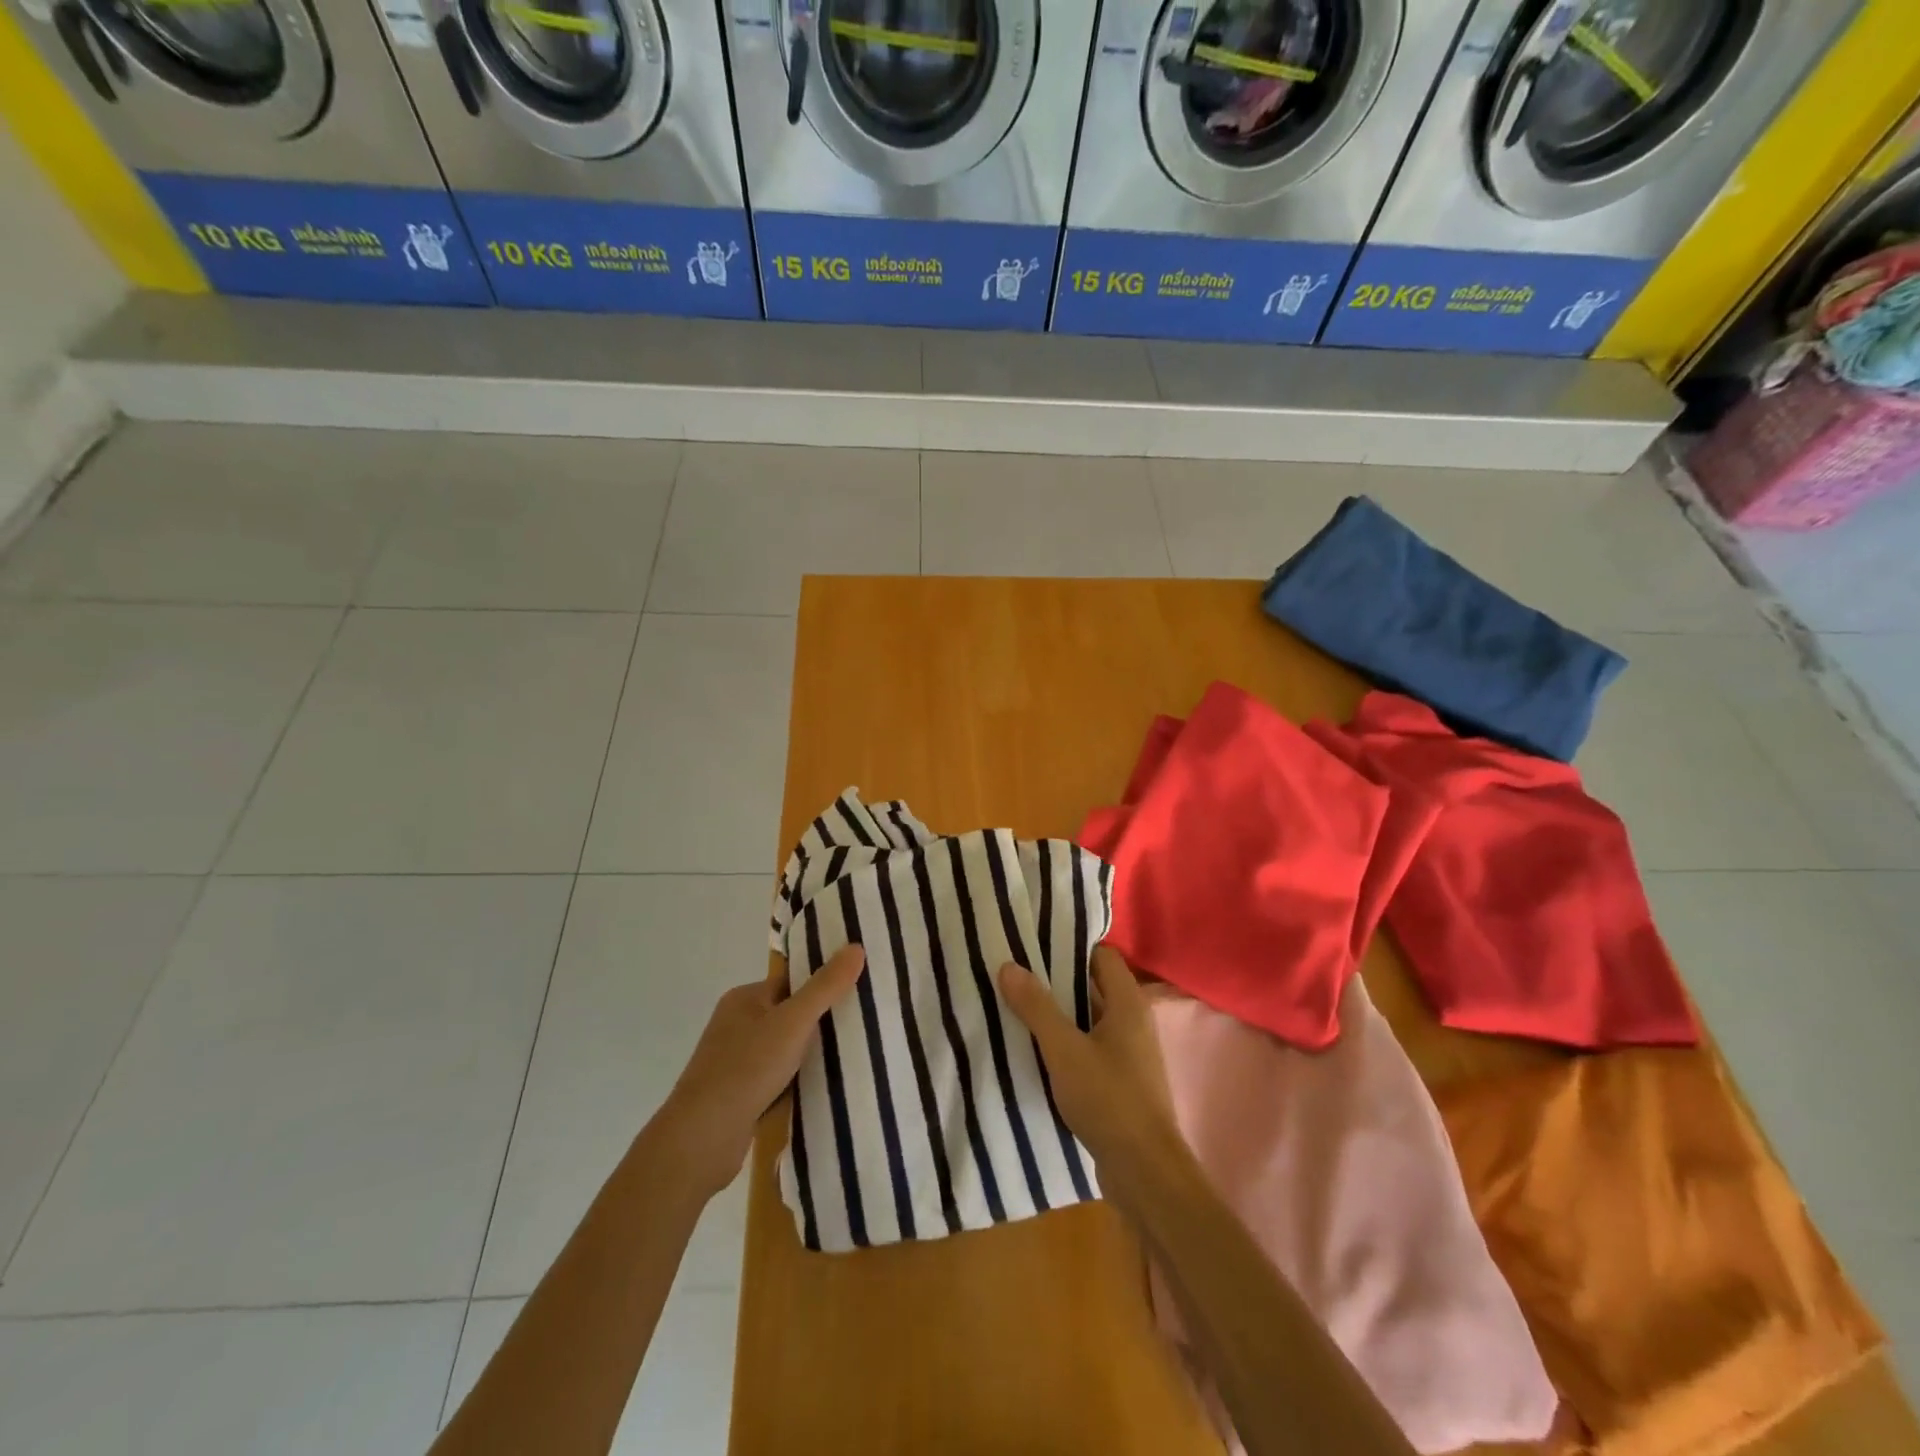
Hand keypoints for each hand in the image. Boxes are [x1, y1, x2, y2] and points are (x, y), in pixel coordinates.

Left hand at [652, 944, 866, 1199]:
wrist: (702, 1138)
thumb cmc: (747, 1068)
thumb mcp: (794, 1021)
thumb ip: (826, 986)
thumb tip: (856, 946)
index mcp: (744, 998)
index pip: (791, 982)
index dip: (822, 985)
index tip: (857, 991)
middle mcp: (736, 1024)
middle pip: (789, 1014)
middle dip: (819, 1022)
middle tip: (860, 1025)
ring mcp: (735, 1061)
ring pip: (784, 1049)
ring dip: (808, 1055)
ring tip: (850, 1057)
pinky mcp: (738, 1094)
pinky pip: (776, 1078)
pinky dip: (795, 1081)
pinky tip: (821, 1088)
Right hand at [998, 946, 1177, 1185]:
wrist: (1144, 1171)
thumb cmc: (1108, 1098)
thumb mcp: (1063, 1049)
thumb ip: (1037, 1006)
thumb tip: (1009, 965)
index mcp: (1128, 1004)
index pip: (1102, 956)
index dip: (1071, 948)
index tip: (1035, 947)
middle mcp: (1134, 1022)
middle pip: (1094, 987)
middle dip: (1058, 982)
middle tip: (1017, 976)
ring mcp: (1131, 1054)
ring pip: (1091, 1020)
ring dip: (1061, 1016)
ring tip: (1018, 1009)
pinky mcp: (1123, 1082)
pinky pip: (1092, 1049)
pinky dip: (1068, 1045)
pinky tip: (1037, 1052)